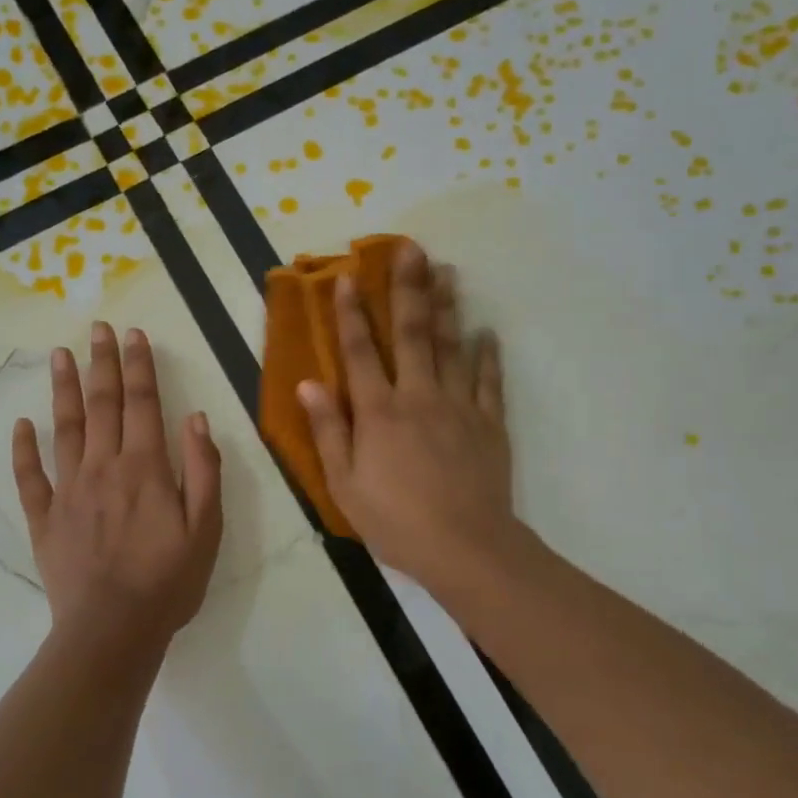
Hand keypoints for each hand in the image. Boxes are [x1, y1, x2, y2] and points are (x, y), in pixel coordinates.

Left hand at [12, 323, 223, 654]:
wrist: (112, 631)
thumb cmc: (168, 580)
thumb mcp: (206, 528)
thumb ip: (202, 470)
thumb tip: (196, 418)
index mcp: (145, 467)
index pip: (143, 403)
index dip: (139, 365)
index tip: (134, 334)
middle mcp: (103, 467)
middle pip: (102, 404)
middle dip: (103, 363)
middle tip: (98, 327)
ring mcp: (68, 490)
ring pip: (64, 428)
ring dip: (63, 389)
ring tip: (60, 355)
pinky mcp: (45, 518)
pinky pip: (30, 477)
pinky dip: (24, 449)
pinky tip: (21, 424)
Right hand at [297, 242, 516, 586]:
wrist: (466, 548)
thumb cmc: (396, 521)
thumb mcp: (345, 484)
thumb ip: (329, 430)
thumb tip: (308, 383)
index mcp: (379, 412)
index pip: (360, 352)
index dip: (351, 314)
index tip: (349, 277)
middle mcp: (418, 397)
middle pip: (413, 334)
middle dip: (409, 289)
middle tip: (412, 249)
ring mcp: (458, 406)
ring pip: (452, 347)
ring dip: (448, 307)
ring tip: (448, 271)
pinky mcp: (489, 423)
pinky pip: (488, 381)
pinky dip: (487, 355)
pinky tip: (487, 332)